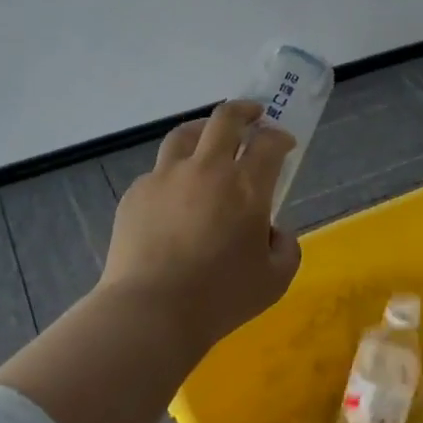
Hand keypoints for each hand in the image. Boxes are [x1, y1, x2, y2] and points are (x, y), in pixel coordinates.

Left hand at [100, 100, 302, 347]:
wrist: (150, 311)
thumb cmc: (220, 297)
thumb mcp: (275, 280)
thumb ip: (286, 248)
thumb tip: (274, 232)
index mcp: (246, 186)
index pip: (269, 143)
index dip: (281, 137)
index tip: (285, 144)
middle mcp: (207, 169)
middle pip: (225, 118)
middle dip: (244, 110)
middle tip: (253, 116)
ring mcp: (166, 177)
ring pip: (185, 134)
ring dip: (204, 129)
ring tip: (209, 138)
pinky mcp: (137, 192)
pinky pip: (159, 171)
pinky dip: (174, 173)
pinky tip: (175, 196)